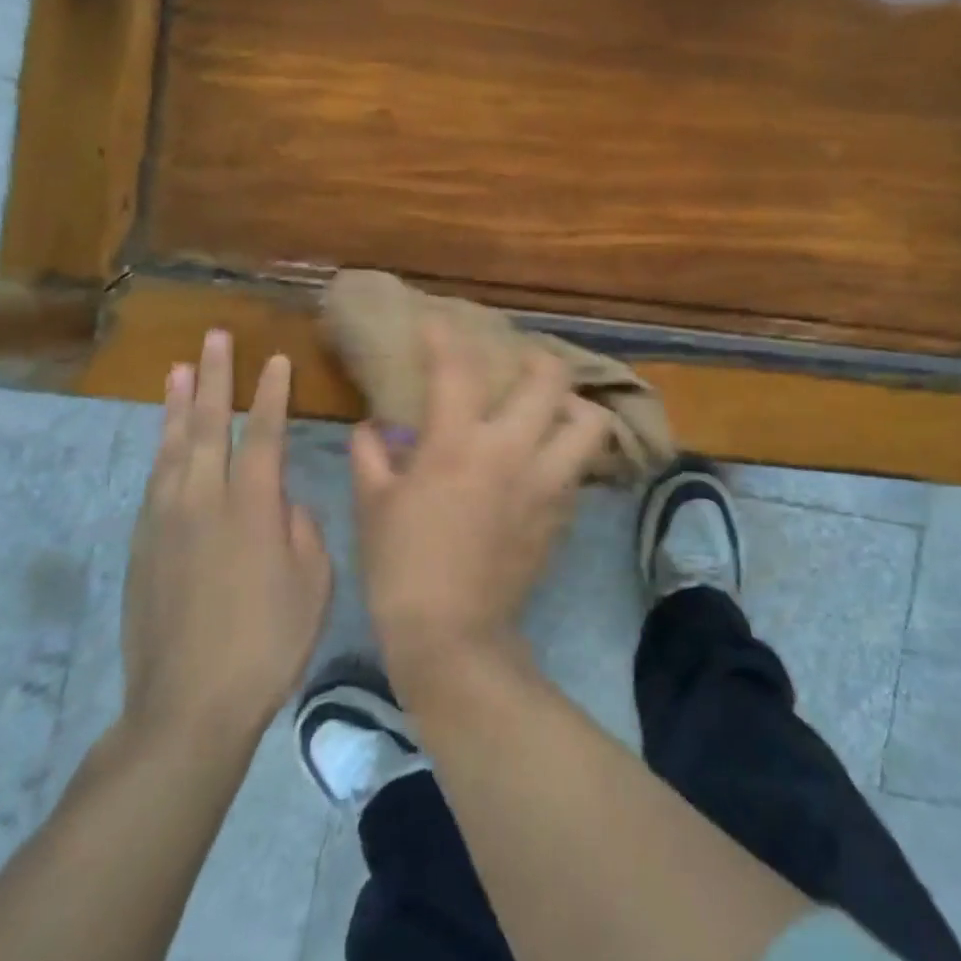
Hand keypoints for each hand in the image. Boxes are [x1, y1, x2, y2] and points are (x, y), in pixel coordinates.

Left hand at [120, 332, 333, 749]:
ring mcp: (166, 521)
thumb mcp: (314, 583)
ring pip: (172, 447)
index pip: (265, 433)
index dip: (271, 393)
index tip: (274, 358)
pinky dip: (162, 449)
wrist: (189, 705)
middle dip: (216, 377)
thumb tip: (284, 502)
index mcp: (253, 506)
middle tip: (215, 338)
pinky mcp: (142, 546)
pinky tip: (165, 438)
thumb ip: (302, 530)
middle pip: (210, 425)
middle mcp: (205, 500)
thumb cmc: (269, 642)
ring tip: (179, 369)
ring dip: (178, 405)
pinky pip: (155, 480)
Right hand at [349, 320, 611, 685]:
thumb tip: (372, 428)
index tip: (437, 324)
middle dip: (538, 360)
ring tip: (552, 411)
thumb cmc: (401, 567)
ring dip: (573, 407)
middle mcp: (512, 450)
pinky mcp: (564, 512)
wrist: (453, 636)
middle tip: (522, 365)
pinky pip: (580, 467)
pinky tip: (546, 463)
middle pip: (550, 379)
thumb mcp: (373, 506)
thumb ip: (371, 456)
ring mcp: (547, 481)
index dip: (446, 337)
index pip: (457, 369)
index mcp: (458, 443)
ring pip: (588, 422)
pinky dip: (568, 453)